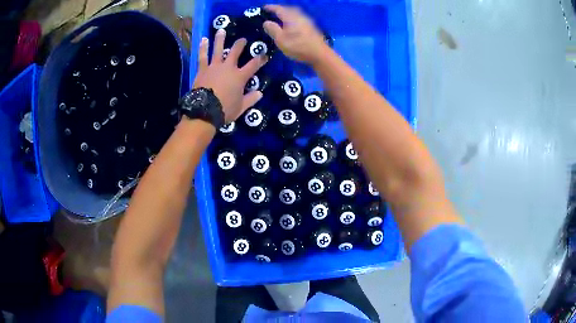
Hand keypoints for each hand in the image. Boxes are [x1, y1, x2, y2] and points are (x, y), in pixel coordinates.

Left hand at [193, 30, 266, 122]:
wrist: (204, 111)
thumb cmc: (224, 110)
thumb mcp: (241, 107)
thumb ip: (251, 99)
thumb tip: (260, 93)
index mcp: (240, 77)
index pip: (254, 65)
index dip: (260, 59)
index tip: (265, 55)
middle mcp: (228, 68)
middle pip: (236, 52)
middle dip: (240, 44)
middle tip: (243, 39)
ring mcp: (214, 66)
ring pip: (218, 49)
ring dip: (220, 39)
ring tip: (221, 30)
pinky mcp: (203, 69)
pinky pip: (203, 56)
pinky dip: (203, 47)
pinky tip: (203, 39)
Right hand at [263, 5, 327, 64]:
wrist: (320, 54)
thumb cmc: (298, 46)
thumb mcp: (281, 39)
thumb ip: (272, 29)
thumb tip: (266, 22)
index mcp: (290, 17)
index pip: (279, 9)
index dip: (271, 8)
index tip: (264, 7)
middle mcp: (299, 16)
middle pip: (289, 9)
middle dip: (280, 9)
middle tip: (272, 12)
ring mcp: (307, 21)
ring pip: (295, 13)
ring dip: (287, 13)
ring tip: (281, 18)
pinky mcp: (311, 27)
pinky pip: (299, 18)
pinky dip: (293, 18)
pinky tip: (291, 25)